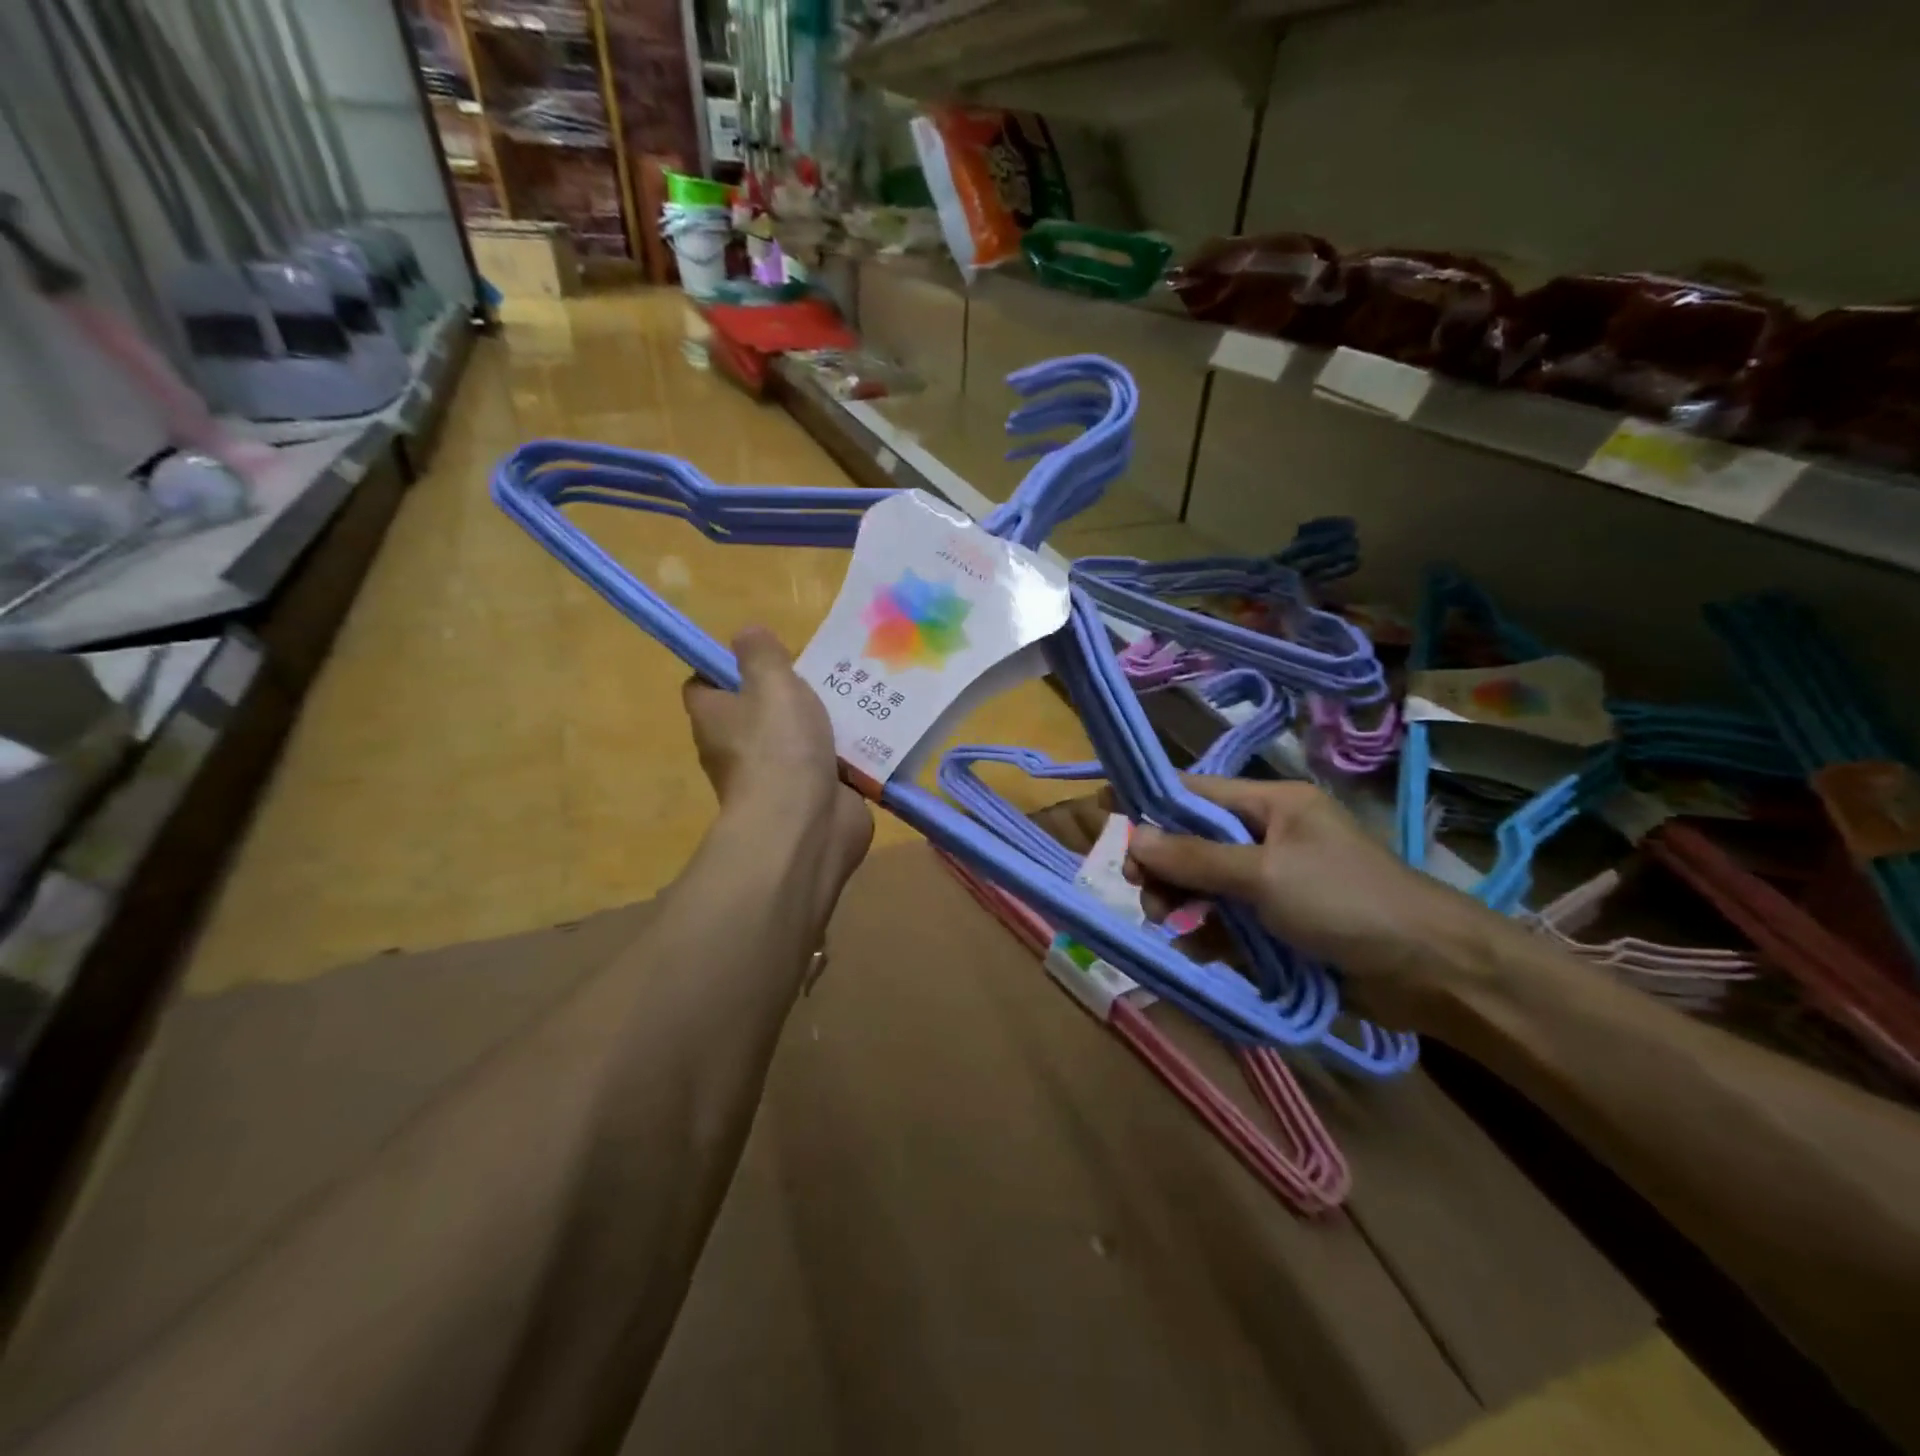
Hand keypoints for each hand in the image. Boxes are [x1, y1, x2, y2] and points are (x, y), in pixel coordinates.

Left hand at [683, 628, 872, 894]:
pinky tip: (874, 734)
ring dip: (822, 723)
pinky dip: (845, 754)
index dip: (726, 666)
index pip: (705, 684)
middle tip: (822, 673)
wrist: (806, 824)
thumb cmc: (779, 746)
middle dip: (786, 693)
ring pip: (796, 738)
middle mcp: (736, 748)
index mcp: (715, 717)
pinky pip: (827, 765)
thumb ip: (761, 654)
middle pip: (756, 711)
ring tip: (857, 697)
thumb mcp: (771, 682)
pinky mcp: (809, 796)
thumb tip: (746, 633)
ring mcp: (774, 776)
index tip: (760, 656)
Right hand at [1123, 777, 1495, 1028]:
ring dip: (1182, 904)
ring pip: (1204, 884)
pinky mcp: (1278, 924)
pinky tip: (1199, 949)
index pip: (1195, 793)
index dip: (1152, 805)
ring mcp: (1272, 881)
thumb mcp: (1264, 875)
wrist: (1431, 972)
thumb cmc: (1347, 903)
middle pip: (1193, 842)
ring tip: (1173, 927)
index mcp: (1271, 804)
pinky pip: (1226, 921)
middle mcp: (1267, 836)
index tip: (1108, 821)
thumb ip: (1196, 858)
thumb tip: (1134, 838)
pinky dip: (1208, 933)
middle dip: (1166, 867)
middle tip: (1146, 895)